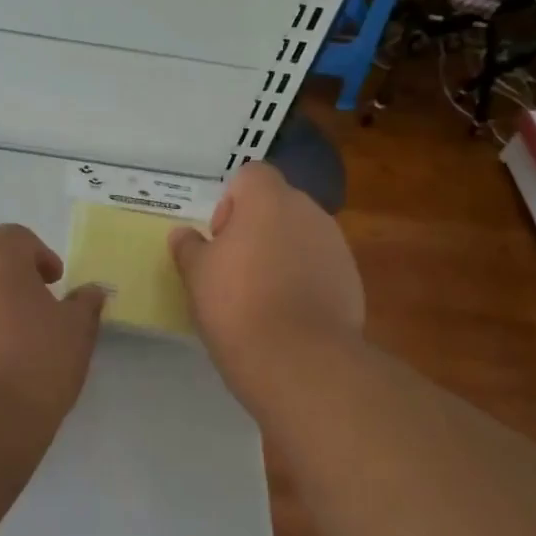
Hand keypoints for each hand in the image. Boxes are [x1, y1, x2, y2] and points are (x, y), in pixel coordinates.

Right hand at [169, 162, 363, 378]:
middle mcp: (308, 211)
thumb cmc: (237, 305)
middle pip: (278, 204)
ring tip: (262, 295)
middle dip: (257, 228)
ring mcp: (336, 245)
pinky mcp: (351, 280)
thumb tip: (184, 234)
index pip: (251, 174)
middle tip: (235, 268)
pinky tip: (288, 314)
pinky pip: (320, 266)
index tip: (220, 239)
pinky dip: (304, 280)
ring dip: (282, 253)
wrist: (299, 360)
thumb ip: (189, 246)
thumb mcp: (196, 275)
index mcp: (268, 200)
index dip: (231, 201)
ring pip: (301, 235)